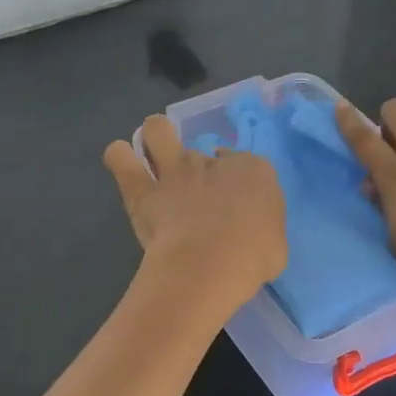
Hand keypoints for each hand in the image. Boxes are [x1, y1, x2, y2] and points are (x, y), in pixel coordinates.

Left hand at [103, 115, 286, 312]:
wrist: (210, 265)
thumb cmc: (254, 259)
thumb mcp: (275, 244)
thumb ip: (260, 228)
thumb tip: (251, 232)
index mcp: (254, 172)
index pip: (243, 163)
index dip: (233, 179)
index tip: (230, 203)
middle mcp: (213, 162)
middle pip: (201, 147)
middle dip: (196, 160)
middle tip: (192, 184)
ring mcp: (175, 171)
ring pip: (157, 130)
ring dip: (154, 138)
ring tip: (152, 157)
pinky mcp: (143, 189)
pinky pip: (120, 158)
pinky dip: (120, 157)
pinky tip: (123, 165)